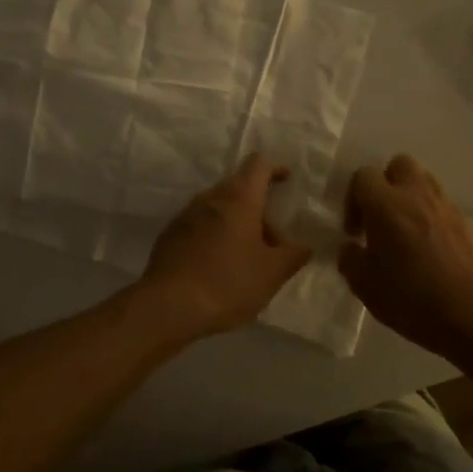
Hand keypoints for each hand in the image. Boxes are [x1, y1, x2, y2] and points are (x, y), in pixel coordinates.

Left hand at [136, 155, 313, 340]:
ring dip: (236, 224)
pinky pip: (200, 225)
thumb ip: (293, 255)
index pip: (258, 165)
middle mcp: (211, 198)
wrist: (168, 305)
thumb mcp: (272, 274)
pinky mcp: (170, 234)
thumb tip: (304, 245)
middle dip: (258, 209)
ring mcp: (186, 215)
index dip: (274, 168)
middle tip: (272, 241)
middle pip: (239, 189)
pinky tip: (218, 266)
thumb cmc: (228, 282)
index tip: (286, 179)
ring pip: (219, 208)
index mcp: (239, 199)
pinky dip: (215, 235)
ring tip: (246, 258)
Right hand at [339, 154, 472, 357]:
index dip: (353, 199)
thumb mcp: (363, 284)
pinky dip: (431, 216)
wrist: (468, 315)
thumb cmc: (409, 297)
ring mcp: (445, 207)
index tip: (354, 231)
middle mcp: (416, 195)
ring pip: (424, 180)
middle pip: (399, 164)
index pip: (363, 175)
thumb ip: (350, 258)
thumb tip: (351, 247)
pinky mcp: (465, 223)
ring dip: (410, 196)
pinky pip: (442, 206)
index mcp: (386, 204)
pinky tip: (428, 247)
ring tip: (405, 229)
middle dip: (386, 184)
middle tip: (380, 216)